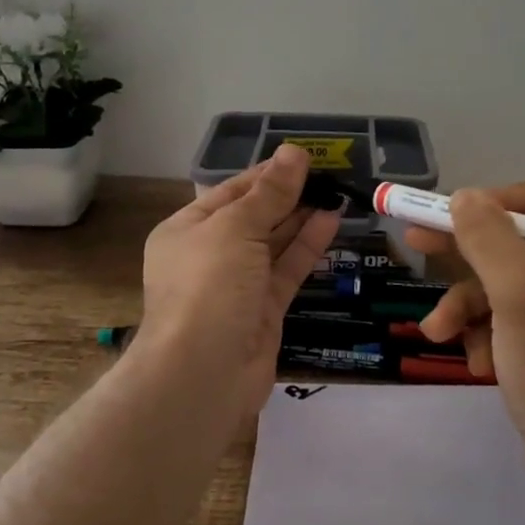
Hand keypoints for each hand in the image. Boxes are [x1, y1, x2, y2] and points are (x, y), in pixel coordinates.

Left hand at [139, 145, 340, 412]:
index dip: (267, 174)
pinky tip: (332, 221)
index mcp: (186, 230)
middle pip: (253, 217)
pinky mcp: (263, 310)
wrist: (203, 373)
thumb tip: (294, 152)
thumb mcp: (236, 228)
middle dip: (288, 195)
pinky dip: (308, 246)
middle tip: (329, 173)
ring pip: (274, 244)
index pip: (231, 192)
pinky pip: (287, 270)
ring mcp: (237, 285)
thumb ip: (269, 193)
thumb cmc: (209, 286)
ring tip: (337, 191)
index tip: (303, 157)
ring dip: (302, 218)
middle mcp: (209, 255)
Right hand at [413, 163, 524, 463]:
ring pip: (508, 277)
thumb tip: (464, 196)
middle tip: (416, 244)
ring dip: (468, 303)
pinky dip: (488, 332)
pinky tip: (475, 362)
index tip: (470, 221)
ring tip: (438, 333)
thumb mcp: (520, 294)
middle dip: (469, 248)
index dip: (510, 195)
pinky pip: (514, 315)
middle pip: (521, 232)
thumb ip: (488, 237)